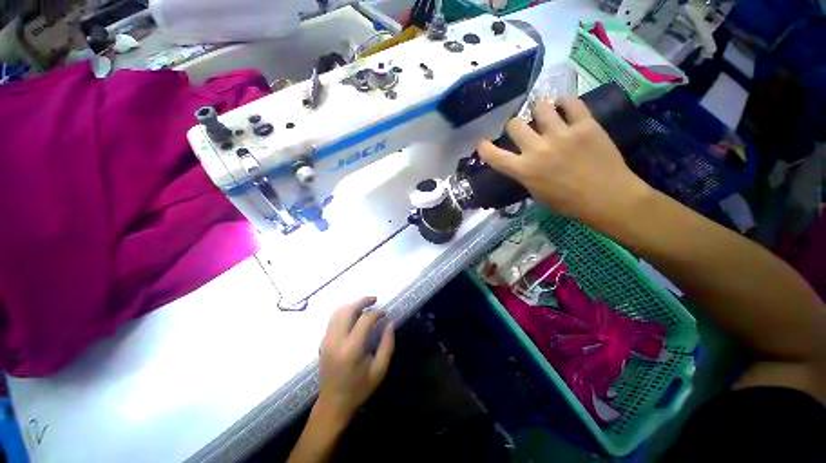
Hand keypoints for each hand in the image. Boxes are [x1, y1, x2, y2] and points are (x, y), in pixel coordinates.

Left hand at [316, 297, 394, 426]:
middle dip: (362, 301)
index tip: (385, 314)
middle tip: (374, 299)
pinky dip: (344, 312)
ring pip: (337, 312)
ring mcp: (326, 340)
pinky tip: (354, 316)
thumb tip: (390, 323)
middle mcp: (336, 340)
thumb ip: (387, 344)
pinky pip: (333, 319)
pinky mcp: (322, 342)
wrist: (332, 405)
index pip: (365, 320)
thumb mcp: (379, 370)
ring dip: (352, 305)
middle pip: (347, 310)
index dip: (377, 313)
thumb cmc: (359, 388)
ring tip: (365, 305)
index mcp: (351, 348)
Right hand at [477, 98, 651, 228]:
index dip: (484, 149)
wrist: (607, 197)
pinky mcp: (585, 124)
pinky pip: (571, 103)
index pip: (495, 156)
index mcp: (524, 170)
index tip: (482, 143)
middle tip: (522, 130)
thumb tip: (521, 162)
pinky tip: (564, 108)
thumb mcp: (537, 193)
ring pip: (540, 107)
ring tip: (545, 116)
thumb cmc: (568, 203)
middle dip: (514, 126)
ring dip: (539, 111)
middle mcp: (538, 149)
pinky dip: (565, 103)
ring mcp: (562, 134)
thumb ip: (525, 174)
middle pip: (515, 124)